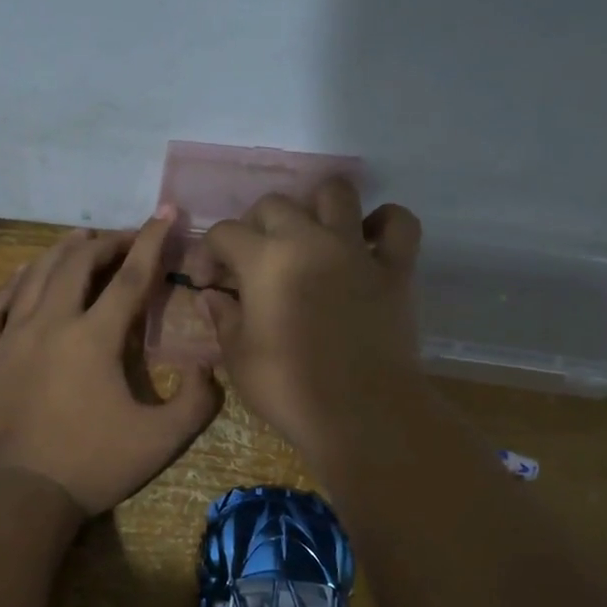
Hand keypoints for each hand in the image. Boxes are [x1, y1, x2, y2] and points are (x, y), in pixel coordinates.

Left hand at [0, 209, 221, 516]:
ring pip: (34, 277)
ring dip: (60, 253)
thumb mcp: (160, 441)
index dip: (151, 242)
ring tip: (79, 241)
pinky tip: (21, 282)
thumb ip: (195, 402)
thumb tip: (207, 369)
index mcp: (94, 337)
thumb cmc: (89, 466)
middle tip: (125, 240)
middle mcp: (50, 323)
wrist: (12, 495)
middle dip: (106, 243)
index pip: (130, 277)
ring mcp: (9, 338)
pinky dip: (12, 286)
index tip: (165, 214)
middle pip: (78, 265)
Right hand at [195, 179, 423, 464]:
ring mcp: (356, 249)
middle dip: (254, 227)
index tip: (208, 282)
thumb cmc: (289, 389)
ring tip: (309, 236)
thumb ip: (223, 318)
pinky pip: (398, 223)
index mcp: (264, 259)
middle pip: (274, 204)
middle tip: (254, 262)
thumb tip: (212, 296)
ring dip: (317, 206)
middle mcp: (309, 239)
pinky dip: (383, 223)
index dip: (207, 253)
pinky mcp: (395, 268)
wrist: (360, 413)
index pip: (224, 233)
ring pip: (337, 193)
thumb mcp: (239, 357)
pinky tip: (367, 242)